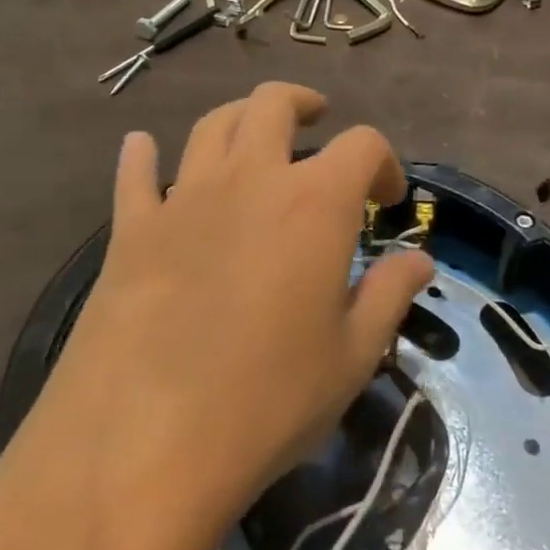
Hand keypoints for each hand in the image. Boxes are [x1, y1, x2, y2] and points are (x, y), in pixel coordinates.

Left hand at [0, 84, 433, 542]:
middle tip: (317, 122)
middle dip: (303, 105)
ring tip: (253, 137)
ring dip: (240, 120)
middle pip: (274, 105)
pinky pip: (135, 173)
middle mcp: (249, 180)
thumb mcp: (351, 356)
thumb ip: (388, 295)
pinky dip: (144, 155)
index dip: (385, 163)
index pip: (362, 145)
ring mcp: (182, 199)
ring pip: (211, 126)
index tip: (387, 201)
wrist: (142, 445)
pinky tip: (144, 150)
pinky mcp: (129, 230)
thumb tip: (419, 260)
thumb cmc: (267, 403)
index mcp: (314, 204)